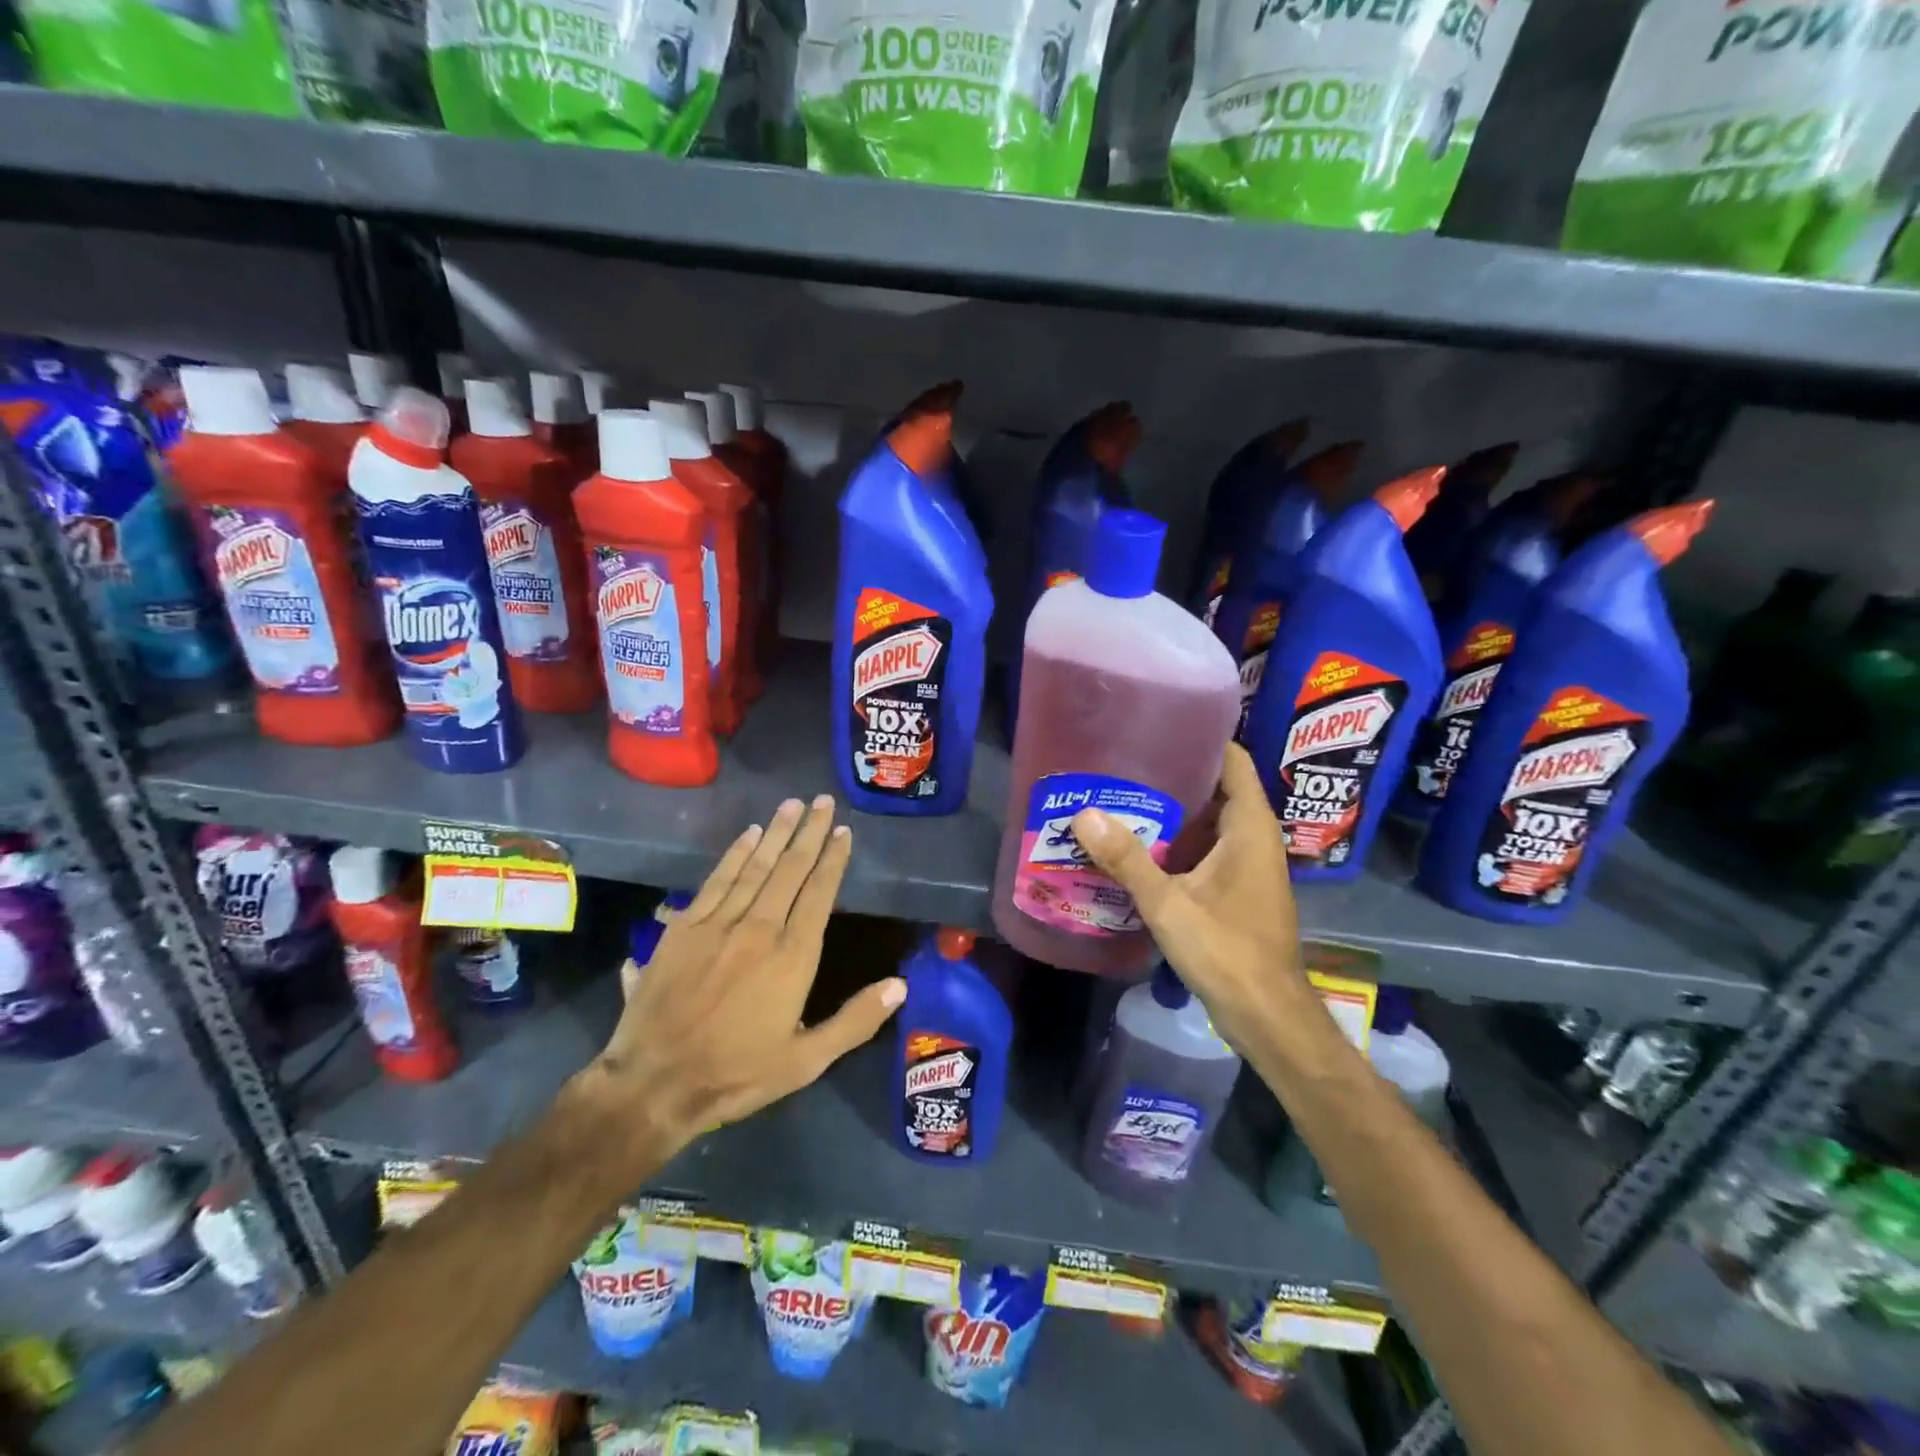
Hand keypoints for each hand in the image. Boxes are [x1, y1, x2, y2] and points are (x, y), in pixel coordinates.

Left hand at [576, 795, 905, 1174]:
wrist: (654, 1083)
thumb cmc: (736, 1074)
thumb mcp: (806, 1062)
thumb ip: (854, 1021)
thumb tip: (900, 985)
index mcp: (792, 957)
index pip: (819, 894)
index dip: (833, 860)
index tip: (843, 832)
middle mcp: (759, 929)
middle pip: (789, 870)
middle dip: (809, 832)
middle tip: (822, 802)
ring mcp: (718, 924)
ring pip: (755, 867)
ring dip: (775, 833)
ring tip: (792, 804)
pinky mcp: (683, 928)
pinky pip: (716, 880)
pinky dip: (735, 854)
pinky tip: (748, 835)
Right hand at [1069, 744, 1304, 1051]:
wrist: (1268, 1016)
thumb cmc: (1228, 952)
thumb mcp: (1170, 903)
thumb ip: (1128, 860)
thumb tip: (1084, 814)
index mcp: (1249, 827)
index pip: (1233, 760)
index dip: (1202, 738)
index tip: (1158, 725)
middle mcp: (1253, 838)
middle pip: (1216, 788)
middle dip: (1174, 774)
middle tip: (1124, 762)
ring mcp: (1247, 866)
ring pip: (1209, 822)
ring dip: (1173, 812)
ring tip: (1122, 796)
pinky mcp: (1237, 890)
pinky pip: (1206, 850)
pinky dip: (1177, 843)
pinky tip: (1138, 847)